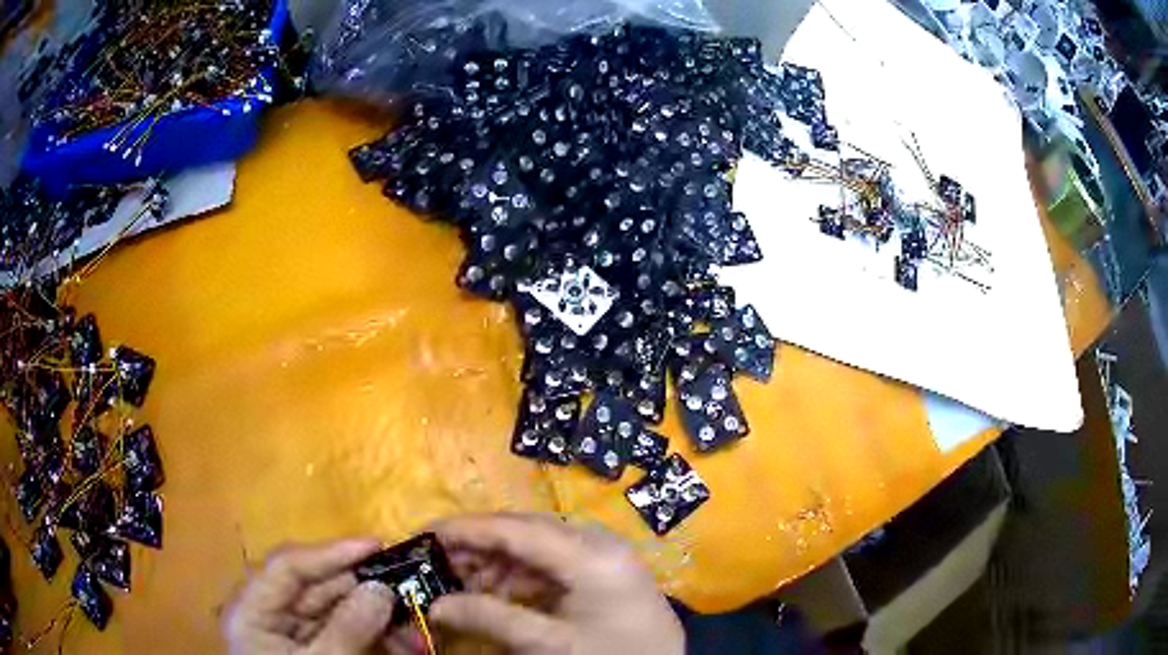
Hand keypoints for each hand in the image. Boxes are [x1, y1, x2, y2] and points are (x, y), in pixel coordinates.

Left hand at [224, 539, 396, 654]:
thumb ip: (347, 629)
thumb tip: (380, 588)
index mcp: (251, 611)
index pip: (288, 567)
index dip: (331, 552)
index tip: (377, 545)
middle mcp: (266, 614)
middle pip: (314, 588)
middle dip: (363, 590)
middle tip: (408, 586)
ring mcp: (287, 634)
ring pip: (333, 612)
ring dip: (375, 617)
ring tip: (415, 628)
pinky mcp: (309, 649)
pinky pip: (341, 633)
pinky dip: (371, 637)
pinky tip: (402, 644)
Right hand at [429, 513, 683, 654]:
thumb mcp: (549, 644)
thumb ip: (490, 619)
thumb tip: (436, 605)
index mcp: (591, 554)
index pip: (515, 529)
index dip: (466, 529)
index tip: (425, 533)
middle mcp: (599, 543)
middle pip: (525, 533)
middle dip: (479, 548)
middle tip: (439, 564)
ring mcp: (606, 557)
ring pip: (537, 549)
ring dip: (498, 565)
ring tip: (463, 586)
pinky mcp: (606, 574)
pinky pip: (554, 566)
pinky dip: (521, 578)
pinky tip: (499, 595)